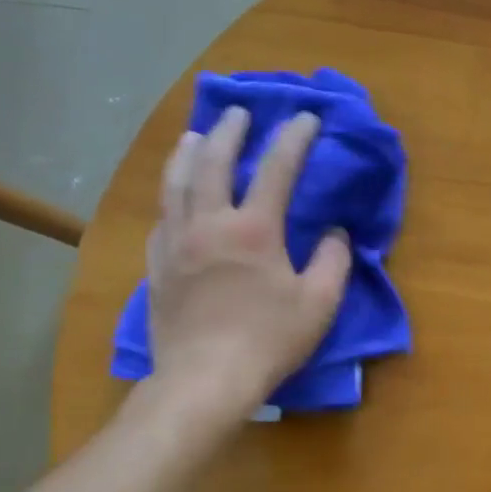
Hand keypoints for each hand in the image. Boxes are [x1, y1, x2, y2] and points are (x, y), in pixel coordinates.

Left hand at [144, 106, 351, 422]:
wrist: (204, 379)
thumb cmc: (270, 340)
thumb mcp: (319, 303)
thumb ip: (332, 261)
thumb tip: (334, 233)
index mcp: (254, 229)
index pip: (277, 169)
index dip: (294, 138)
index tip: (306, 118)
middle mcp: (209, 224)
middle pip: (213, 162)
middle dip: (229, 131)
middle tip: (239, 112)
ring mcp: (176, 243)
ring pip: (176, 183)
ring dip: (187, 153)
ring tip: (194, 135)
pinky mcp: (156, 266)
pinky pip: (161, 218)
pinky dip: (171, 196)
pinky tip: (176, 197)